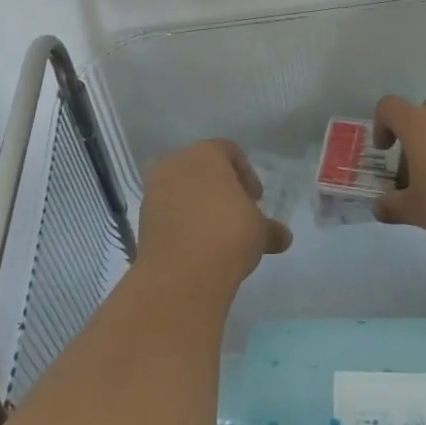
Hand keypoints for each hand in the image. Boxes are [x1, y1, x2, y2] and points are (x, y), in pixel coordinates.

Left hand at [138, 139, 291, 291]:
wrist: (182, 274)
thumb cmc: (228, 234)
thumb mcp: (259, 230)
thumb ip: (270, 229)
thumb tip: (283, 237)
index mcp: (205, 154)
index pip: (229, 151)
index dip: (247, 173)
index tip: (256, 199)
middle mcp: (175, 164)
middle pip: (202, 168)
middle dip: (221, 188)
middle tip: (238, 213)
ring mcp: (154, 191)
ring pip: (182, 190)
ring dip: (199, 206)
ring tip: (218, 233)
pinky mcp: (142, 219)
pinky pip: (168, 213)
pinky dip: (182, 223)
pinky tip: (198, 246)